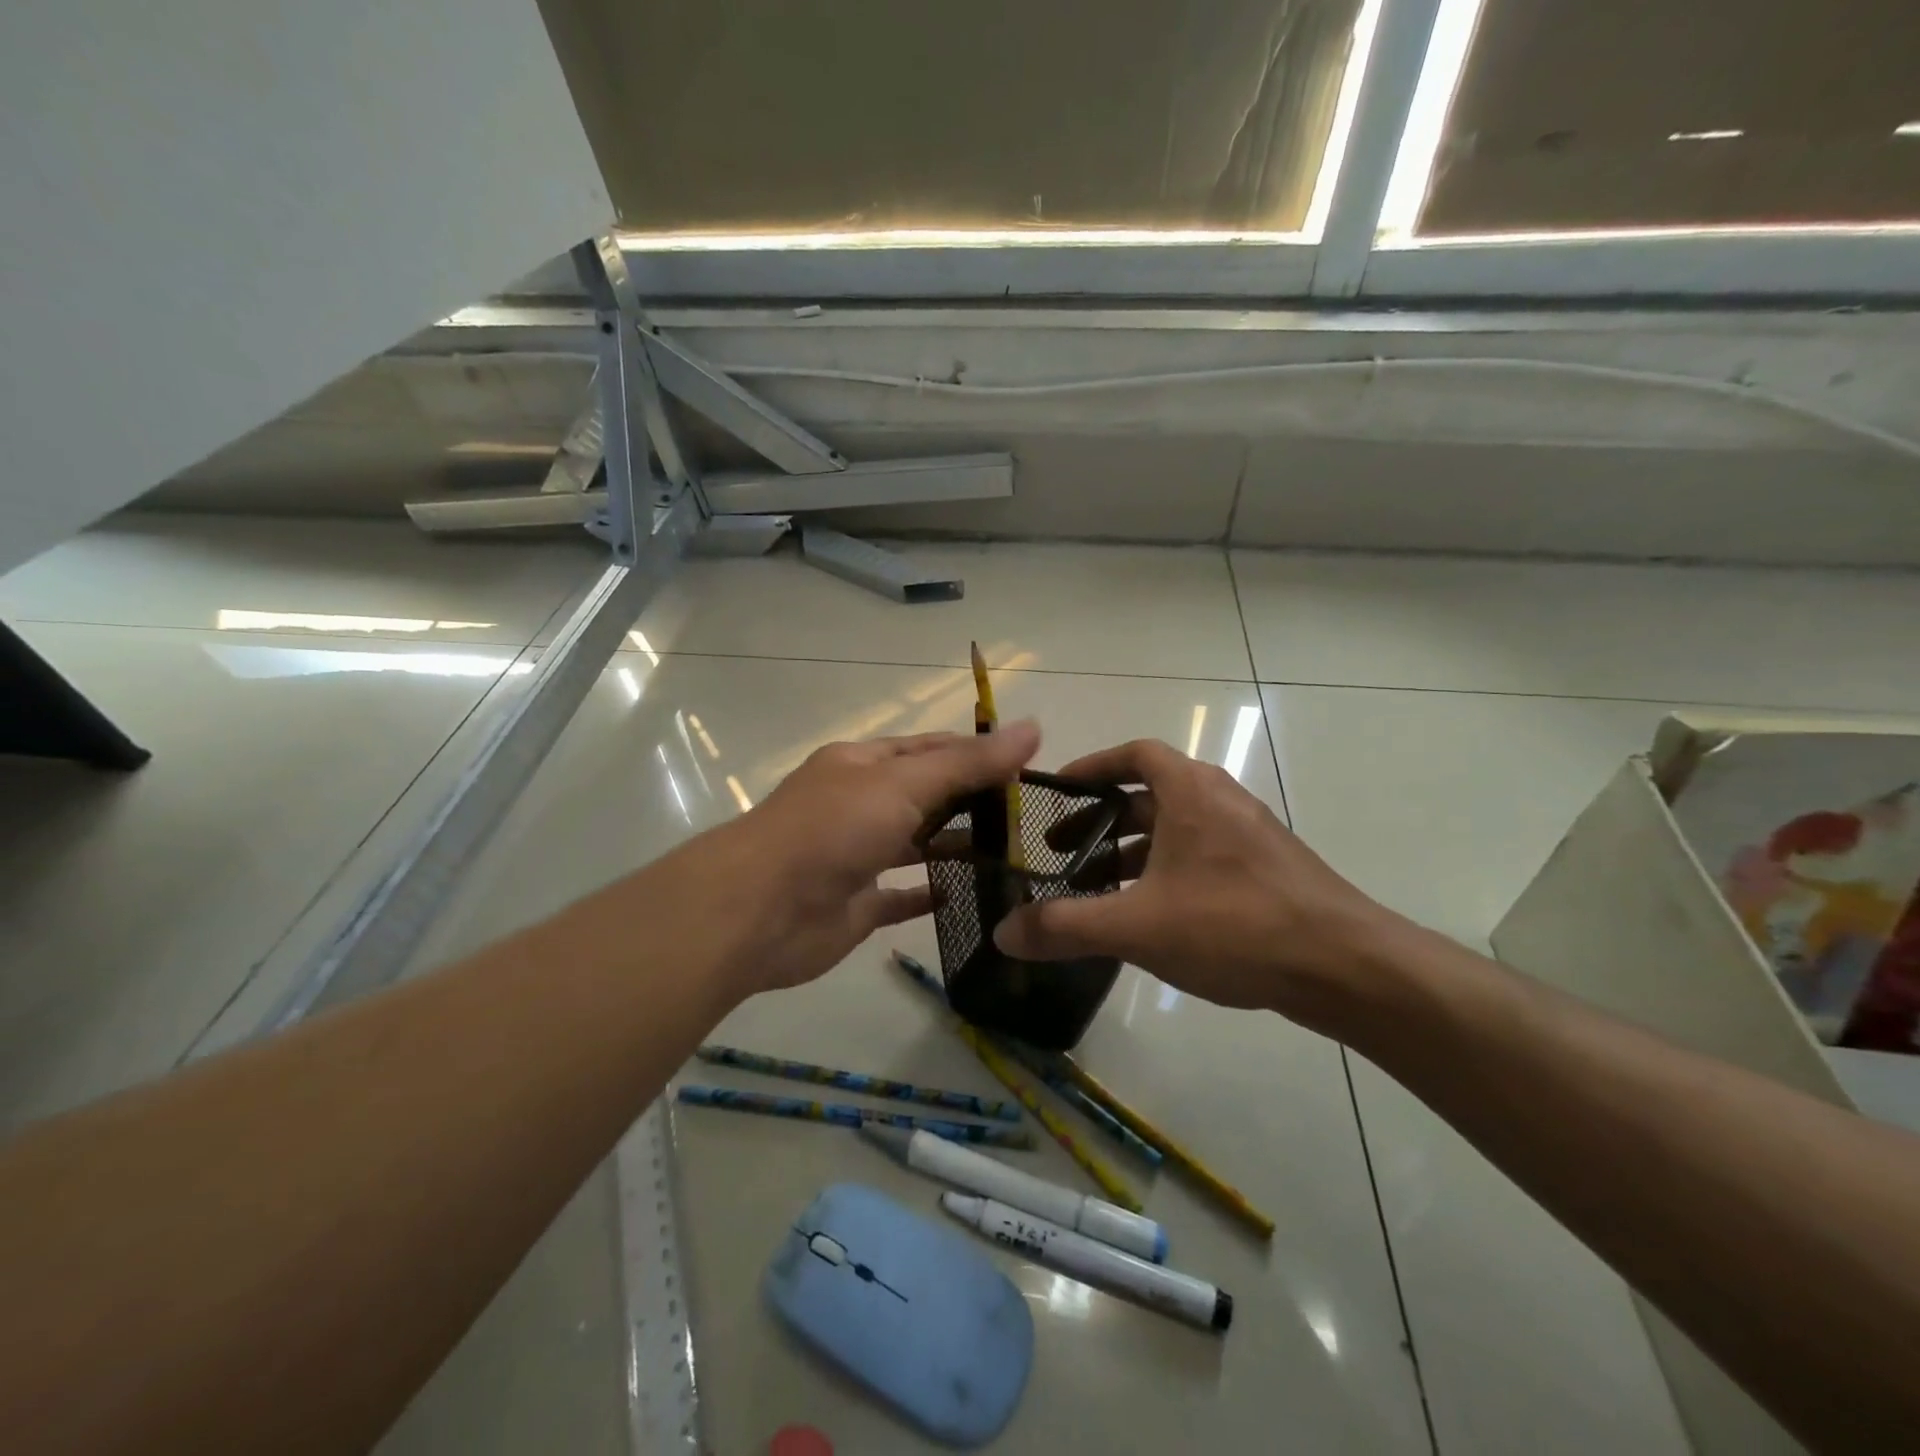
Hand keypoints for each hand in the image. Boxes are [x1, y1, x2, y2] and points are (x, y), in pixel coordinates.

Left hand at [700, 721, 1040, 995]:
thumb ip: (967, 763)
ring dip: (956, 846)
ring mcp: (856, 855)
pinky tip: (968, 895)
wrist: (759, 910)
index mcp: (863, 765)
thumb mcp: (904, 783)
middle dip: (972, 801)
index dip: (977, 753)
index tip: (1028, 767)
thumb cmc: (833, 830)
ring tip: (1013, 854)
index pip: (930, 749)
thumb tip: (1032, 728)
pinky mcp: (856, 904)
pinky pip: (900, 896)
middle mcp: (859, 804)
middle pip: (925, 796)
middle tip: (1031, 816)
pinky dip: (929, 894)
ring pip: (915, 845)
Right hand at [993, 739, 1395, 1022]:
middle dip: (1100, 821)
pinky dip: (1164, 874)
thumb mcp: (1137, 925)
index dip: (1092, 767)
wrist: (1346, 967)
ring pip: (1174, 832)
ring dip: (1131, 853)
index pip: (1135, 753)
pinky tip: (1149, 919)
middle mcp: (1220, 801)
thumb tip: (1002, 934)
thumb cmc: (1235, 924)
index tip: (1057, 791)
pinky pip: (1200, 858)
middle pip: (1148, 796)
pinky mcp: (1265, 872)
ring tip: (1095, 892)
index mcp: (1190, 791)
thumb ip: (1065, 927)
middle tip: (1060, 852)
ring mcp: (1248, 837)